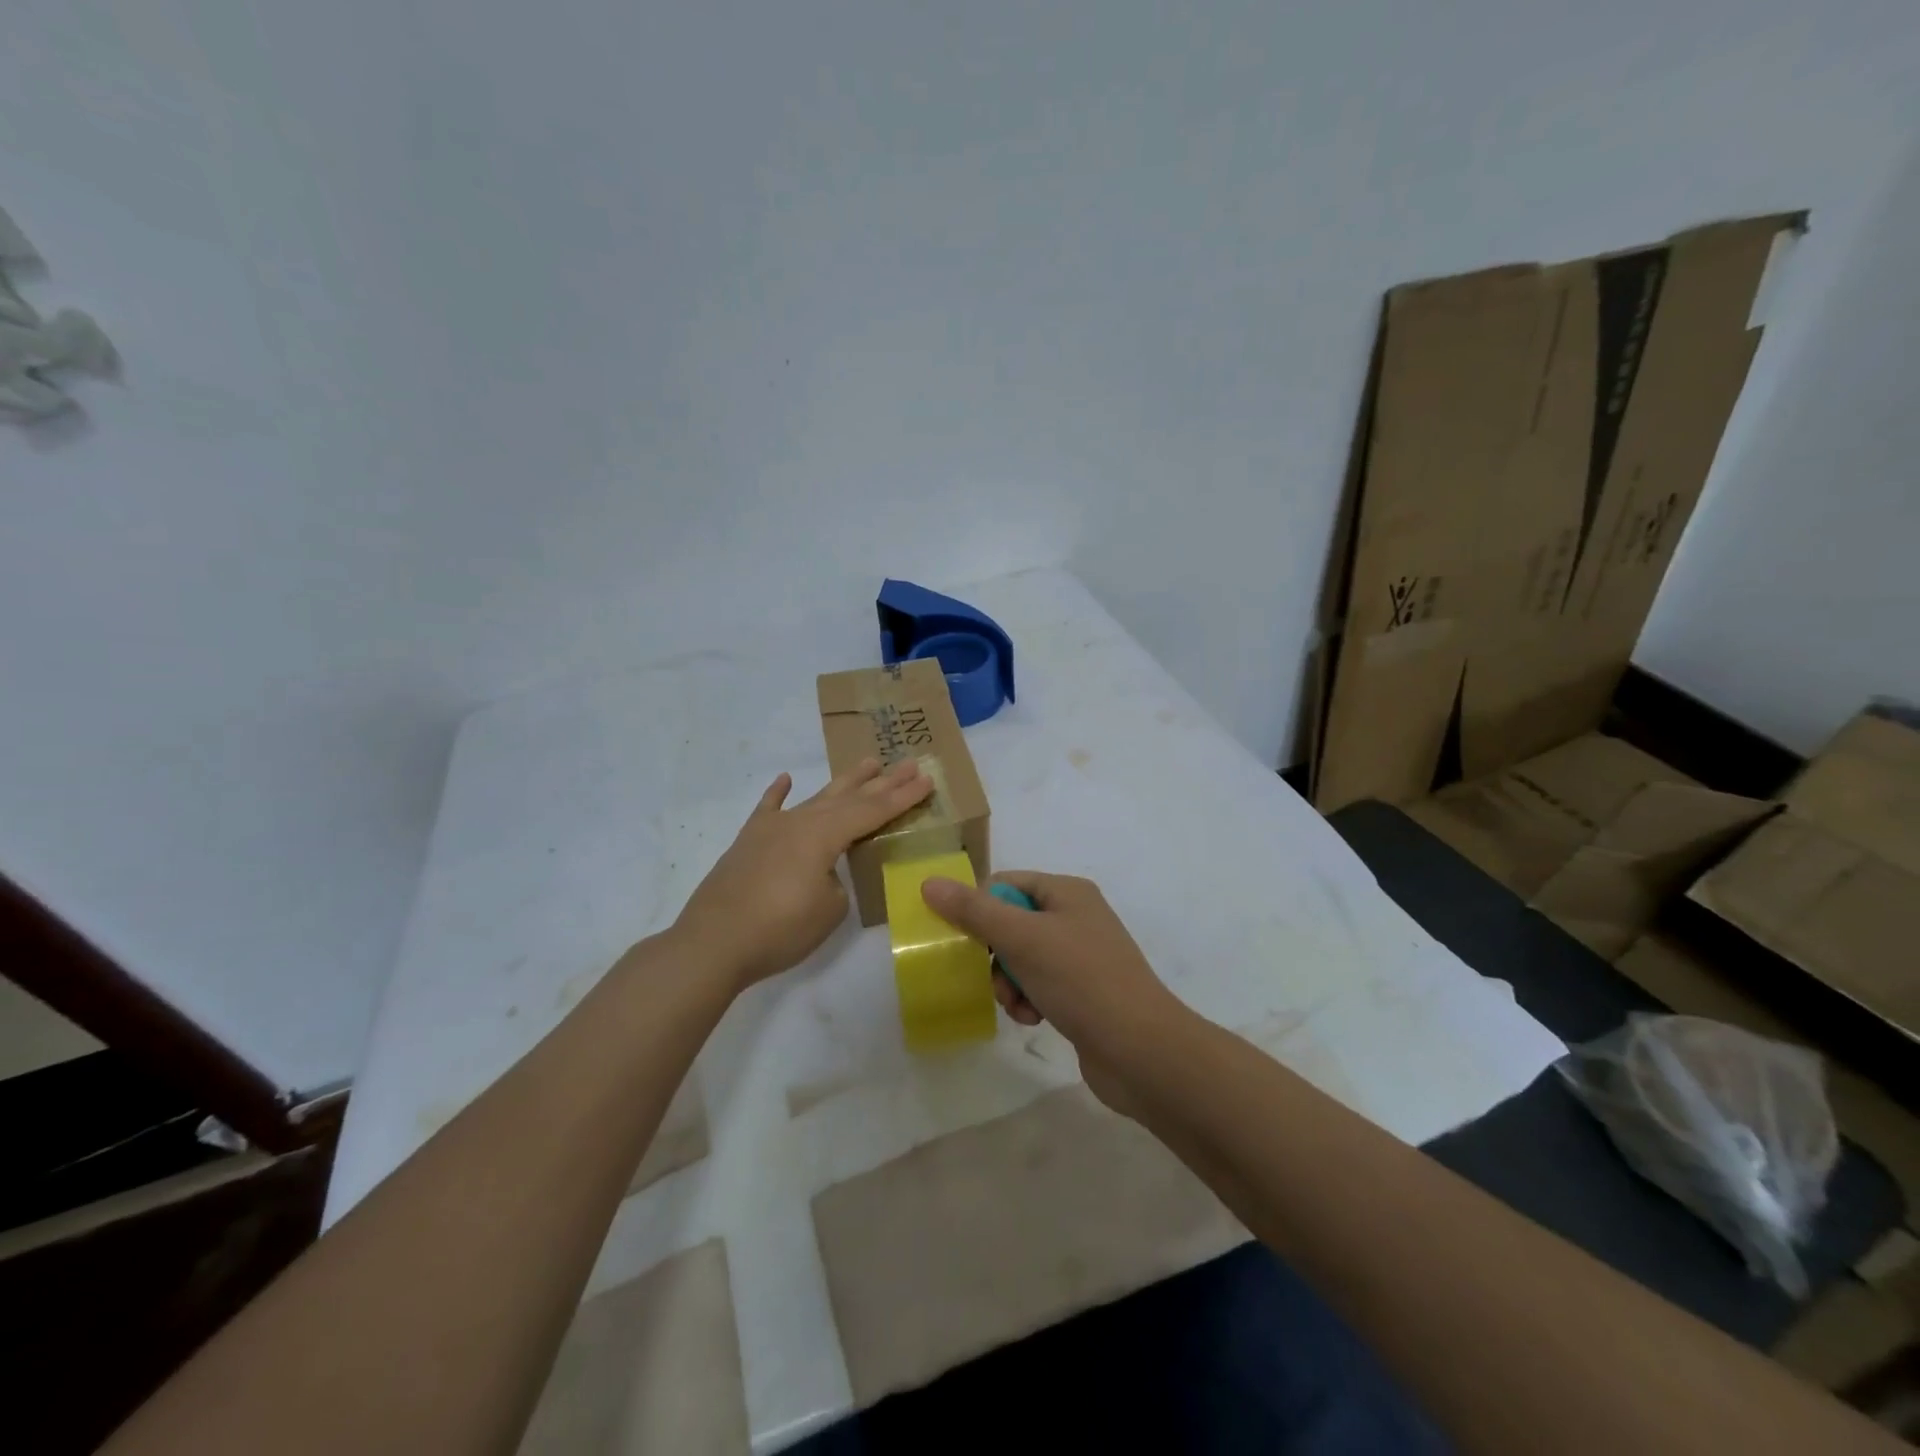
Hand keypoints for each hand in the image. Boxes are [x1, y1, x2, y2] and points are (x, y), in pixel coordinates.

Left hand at [674, 759, 932, 990]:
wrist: (713, 943)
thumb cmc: (779, 929)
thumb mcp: (829, 910)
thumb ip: (836, 882)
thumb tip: (824, 873)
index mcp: (824, 835)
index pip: (873, 811)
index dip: (902, 797)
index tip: (927, 779)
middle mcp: (800, 821)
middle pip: (849, 797)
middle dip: (882, 782)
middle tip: (909, 764)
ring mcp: (772, 829)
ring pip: (816, 798)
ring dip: (844, 782)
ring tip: (868, 763)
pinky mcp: (749, 842)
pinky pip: (768, 809)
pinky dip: (778, 793)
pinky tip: (786, 778)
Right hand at [919, 870, 1182, 1112]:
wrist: (1141, 1050)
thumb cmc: (1081, 981)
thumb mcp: (1022, 939)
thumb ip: (974, 911)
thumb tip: (930, 883)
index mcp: (1067, 892)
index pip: (1006, 883)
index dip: (979, 908)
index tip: (964, 940)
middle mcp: (1076, 917)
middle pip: (1011, 922)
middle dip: (994, 954)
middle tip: (991, 978)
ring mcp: (1082, 956)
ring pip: (1022, 958)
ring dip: (1009, 982)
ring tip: (1017, 1006)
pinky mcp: (1084, 992)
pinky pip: (1040, 984)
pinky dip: (1028, 1000)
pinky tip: (1033, 1019)